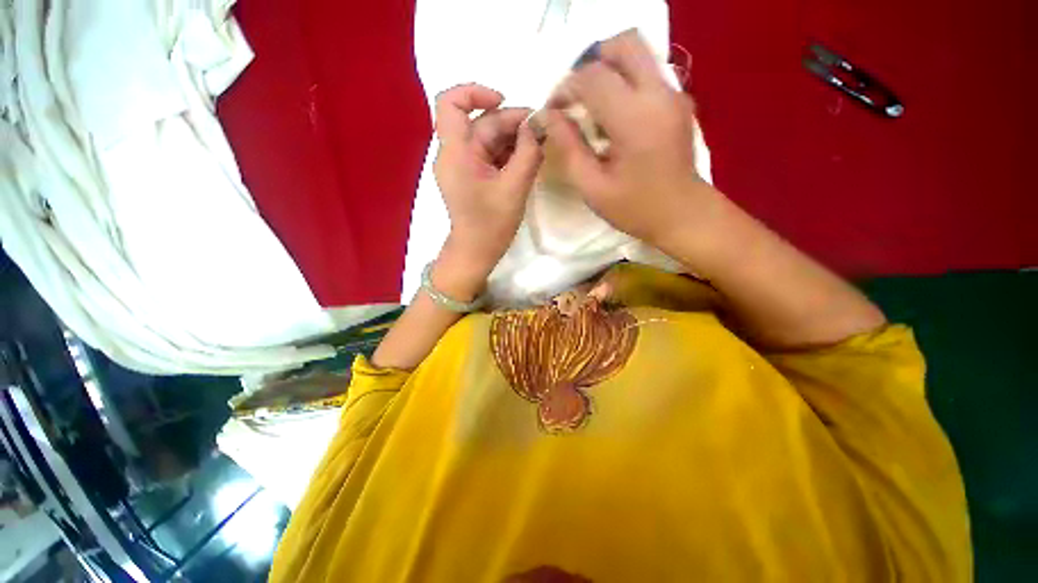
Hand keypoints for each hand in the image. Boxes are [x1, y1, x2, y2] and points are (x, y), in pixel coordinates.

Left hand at [432, 84, 542, 294]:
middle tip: (540, 132)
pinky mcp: (470, 176)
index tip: (503, 101)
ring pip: (486, 139)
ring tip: (537, 146)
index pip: (450, 103)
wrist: (476, 253)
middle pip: (480, 124)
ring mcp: (461, 166)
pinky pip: (488, 155)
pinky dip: (506, 154)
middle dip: (510, 123)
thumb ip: (528, 153)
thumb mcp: (515, 188)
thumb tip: (537, 125)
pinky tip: (526, 159)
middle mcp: (454, 155)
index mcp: (456, 154)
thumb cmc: (492, 225)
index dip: (475, 92)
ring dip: (512, 139)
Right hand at [544, 30, 719, 248]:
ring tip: (590, 105)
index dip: (565, 88)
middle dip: (591, 63)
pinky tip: (613, 116)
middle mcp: (658, 94)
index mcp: (635, 120)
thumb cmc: (635, 208)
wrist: (682, 214)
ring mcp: (673, 94)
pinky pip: (646, 72)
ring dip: (607, 70)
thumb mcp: (592, 186)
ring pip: (638, 53)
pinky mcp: (678, 100)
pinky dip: (623, 81)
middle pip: (624, 44)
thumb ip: (568, 147)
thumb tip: (548, 116)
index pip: (593, 77)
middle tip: (574, 96)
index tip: (554, 111)